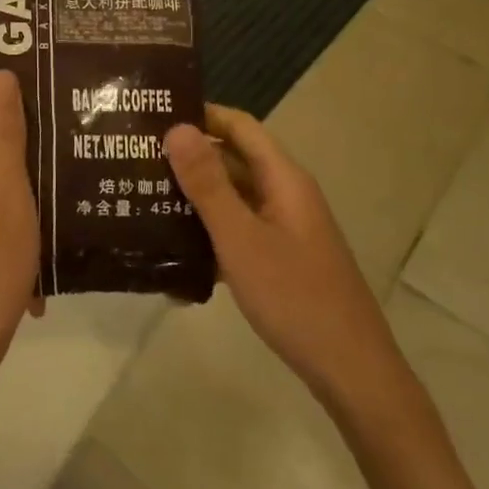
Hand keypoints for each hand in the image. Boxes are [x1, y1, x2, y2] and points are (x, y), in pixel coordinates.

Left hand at [0, 71, 41, 402]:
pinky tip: (52, 214)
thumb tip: (1, 75)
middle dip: (22, 120)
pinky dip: (18, 195)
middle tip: (70, 124)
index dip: (6, 83)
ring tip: (70, 162)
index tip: (50, 87)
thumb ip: (4, 134)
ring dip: (26, 160)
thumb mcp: (8, 192)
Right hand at [165, 106, 415, 423]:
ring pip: (233, 198)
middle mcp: (285, 195)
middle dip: (188, 156)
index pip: (239, 126)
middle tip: (136, 157)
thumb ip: (207, 184)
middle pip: (233, 159)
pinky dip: (208, 232)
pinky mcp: (281, 259)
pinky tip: (173, 250)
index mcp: (283, 179)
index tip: (154, 115)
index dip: (200, 114)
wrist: (352, 374)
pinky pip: (238, 231)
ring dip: (194, 196)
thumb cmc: (295, 297)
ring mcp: (285, 228)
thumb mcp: (241, 238)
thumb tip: (176, 127)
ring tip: (143, 197)